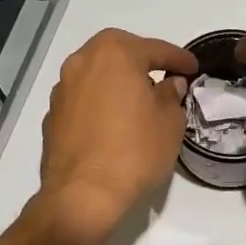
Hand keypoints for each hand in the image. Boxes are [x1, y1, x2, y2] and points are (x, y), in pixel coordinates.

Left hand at [36, 28, 196, 244]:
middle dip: (142, 61)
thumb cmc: (134, 151)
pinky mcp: (52, 116)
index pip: (155, 49)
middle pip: (118, 52)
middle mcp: (82, 62)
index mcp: (115, 54)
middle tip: (163, 76)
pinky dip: (100, 102)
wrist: (83, 195)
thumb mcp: (170, 122)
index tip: (193, 68)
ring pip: (97, 74)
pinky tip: (113, 122)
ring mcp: (62, 89)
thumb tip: (168, 85)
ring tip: (137, 100)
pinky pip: (83, 99)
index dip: (179, 59)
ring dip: (117, 81)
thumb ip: (171, 95)